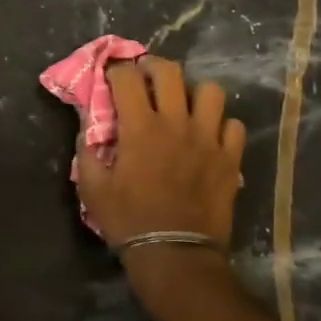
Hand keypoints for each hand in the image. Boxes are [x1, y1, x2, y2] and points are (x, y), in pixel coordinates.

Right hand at [76, 56, 245, 251]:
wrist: (175, 254)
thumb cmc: (128, 220)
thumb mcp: (93, 188)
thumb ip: (88, 151)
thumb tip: (86, 126)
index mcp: (140, 128)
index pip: (127, 79)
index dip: (116, 71)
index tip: (111, 76)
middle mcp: (176, 123)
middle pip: (170, 72)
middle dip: (153, 66)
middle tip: (146, 76)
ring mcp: (209, 138)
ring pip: (210, 91)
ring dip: (194, 92)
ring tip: (184, 104)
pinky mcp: (231, 158)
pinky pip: (233, 125)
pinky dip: (221, 125)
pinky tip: (209, 136)